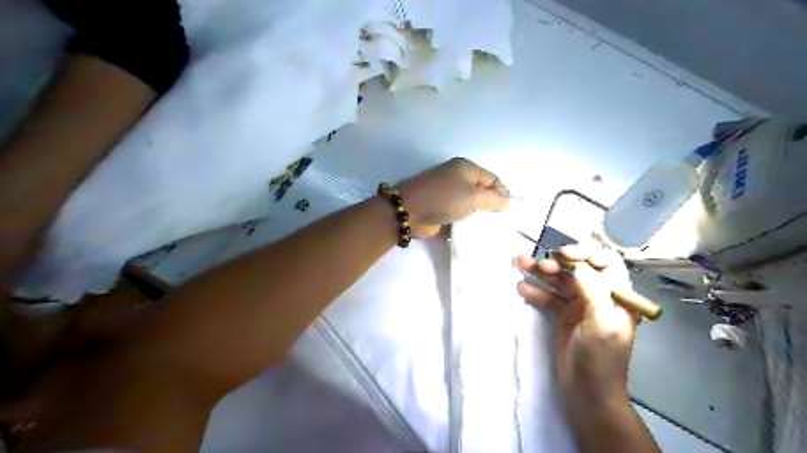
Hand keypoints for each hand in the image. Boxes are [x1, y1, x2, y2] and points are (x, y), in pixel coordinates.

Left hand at [396, 158, 508, 239]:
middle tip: (505, 223)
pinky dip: (468, 224)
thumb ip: (495, 200)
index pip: (492, 179)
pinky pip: (460, 216)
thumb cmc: (443, 198)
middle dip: (493, 206)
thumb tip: (513, 202)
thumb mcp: (474, 196)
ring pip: (471, 206)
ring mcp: (448, 195)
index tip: (513, 211)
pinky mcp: (441, 210)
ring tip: (495, 230)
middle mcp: (457, 179)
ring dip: (480, 217)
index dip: (504, 193)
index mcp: (465, 168)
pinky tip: (478, 234)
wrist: (409, 212)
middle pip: (482, 192)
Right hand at [513, 248, 639, 402]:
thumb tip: (579, 264)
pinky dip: (536, 291)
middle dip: (557, 263)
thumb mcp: (601, 325)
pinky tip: (522, 287)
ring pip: (560, 281)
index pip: (605, 263)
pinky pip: (549, 298)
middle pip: (577, 270)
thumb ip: (593, 292)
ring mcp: (580, 306)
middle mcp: (599, 297)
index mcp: (617, 296)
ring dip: (540, 272)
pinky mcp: (564, 316)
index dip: (585, 253)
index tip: (562, 255)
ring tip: (519, 263)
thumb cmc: (600, 360)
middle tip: (539, 265)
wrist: (588, 394)